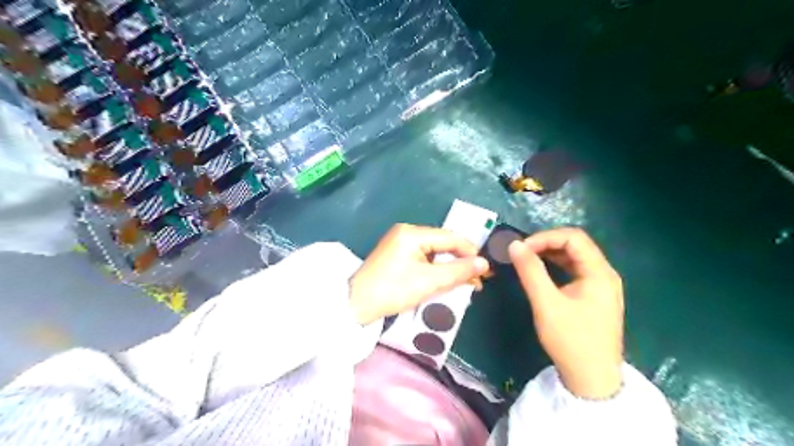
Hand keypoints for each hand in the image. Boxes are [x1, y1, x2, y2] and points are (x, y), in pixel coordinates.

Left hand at [349, 225, 490, 325]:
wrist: (356, 305)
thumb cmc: (393, 290)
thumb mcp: (429, 282)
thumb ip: (458, 271)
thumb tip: (484, 263)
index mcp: (412, 233)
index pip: (450, 237)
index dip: (471, 252)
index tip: (486, 270)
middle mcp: (406, 232)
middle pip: (443, 243)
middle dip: (461, 261)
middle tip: (478, 280)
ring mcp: (400, 242)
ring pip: (434, 251)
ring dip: (450, 266)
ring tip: (465, 282)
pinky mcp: (397, 254)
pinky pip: (423, 257)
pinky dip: (436, 269)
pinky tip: (445, 280)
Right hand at [509, 228, 626, 398]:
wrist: (592, 380)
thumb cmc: (570, 340)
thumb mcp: (546, 303)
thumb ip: (530, 271)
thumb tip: (514, 245)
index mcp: (600, 273)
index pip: (573, 238)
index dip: (545, 237)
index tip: (521, 248)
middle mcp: (605, 274)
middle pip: (576, 245)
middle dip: (547, 243)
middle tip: (522, 252)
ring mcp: (602, 286)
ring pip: (575, 257)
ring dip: (551, 254)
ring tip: (528, 259)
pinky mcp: (595, 296)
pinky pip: (575, 271)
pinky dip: (557, 266)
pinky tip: (542, 272)